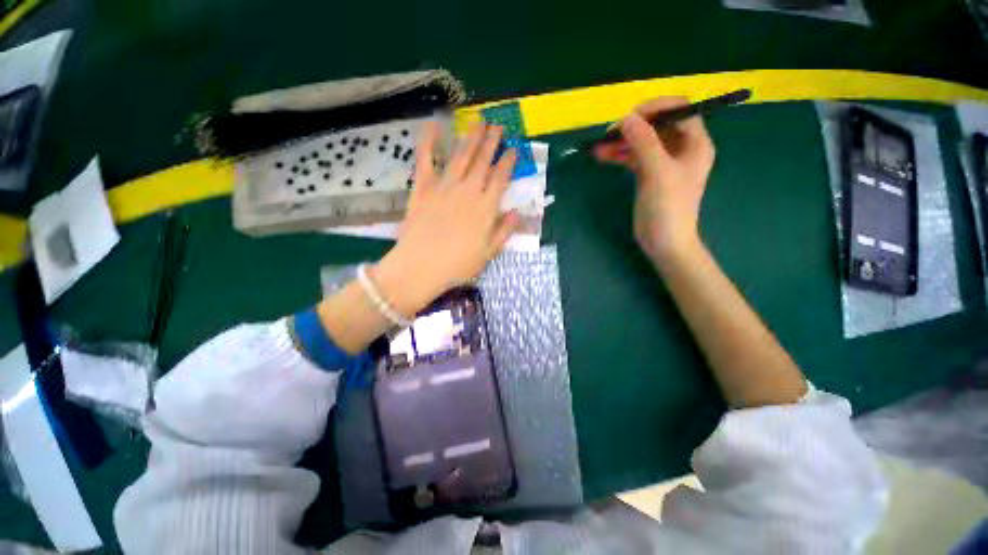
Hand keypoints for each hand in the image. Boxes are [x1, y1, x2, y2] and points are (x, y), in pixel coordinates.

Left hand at [371, 122, 519, 317]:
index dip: (508, 162)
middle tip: (498, 126)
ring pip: (461, 156)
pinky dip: (429, 141)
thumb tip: (518, 213)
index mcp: (486, 208)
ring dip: (471, 138)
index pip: (501, 178)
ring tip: (479, 123)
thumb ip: (504, 231)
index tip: (513, 150)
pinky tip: (434, 125)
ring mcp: (444, 187)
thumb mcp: (488, 253)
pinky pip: (426, 160)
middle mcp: (468, 191)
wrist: (420, 267)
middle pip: (482, 161)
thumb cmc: (457, 265)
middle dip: (492, 142)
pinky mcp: (422, 188)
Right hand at [593, 97, 714, 264]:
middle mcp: (681, 148)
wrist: (664, 242)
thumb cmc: (668, 208)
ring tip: (599, 148)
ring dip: (621, 142)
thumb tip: (626, 118)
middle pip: (657, 125)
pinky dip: (620, 155)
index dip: (654, 109)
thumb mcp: (658, 172)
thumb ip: (644, 143)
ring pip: (642, 142)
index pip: (678, 110)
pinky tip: (603, 156)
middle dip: (633, 127)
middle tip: (608, 135)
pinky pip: (634, 157)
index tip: (629, 118)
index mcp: (695, 143)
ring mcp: (664, 162)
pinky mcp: (649, 175)